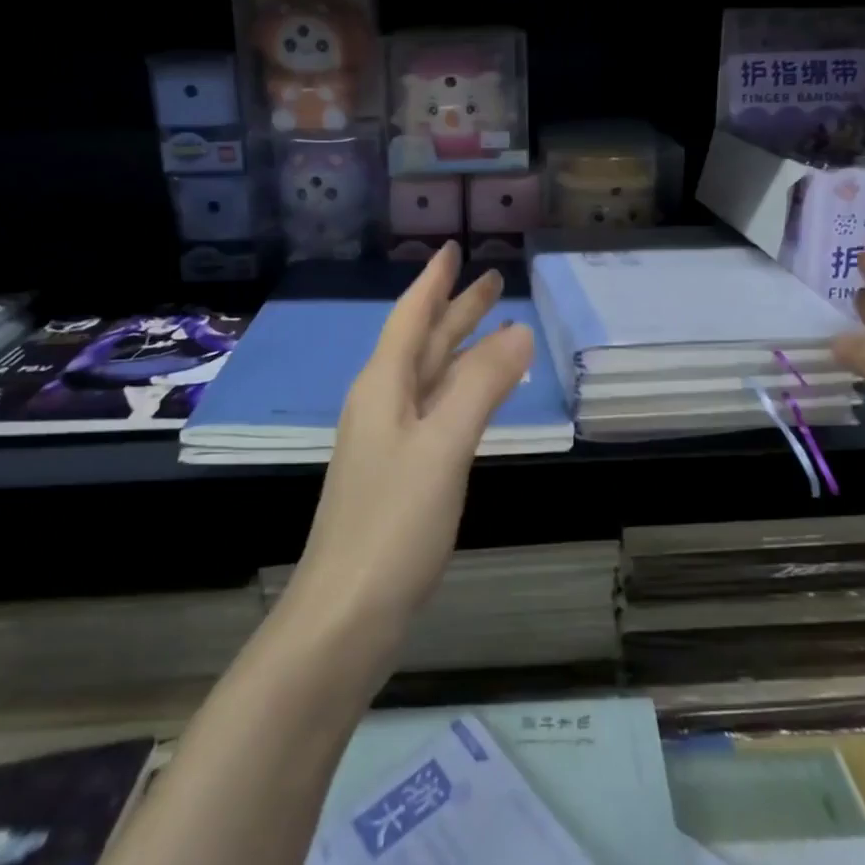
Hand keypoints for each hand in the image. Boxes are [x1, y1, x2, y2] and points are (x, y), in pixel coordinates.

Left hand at [286, 244, 533, 655]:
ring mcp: (389, 441)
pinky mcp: (401, 474)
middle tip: (492, 280)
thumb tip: (519, 330)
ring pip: (431, 378)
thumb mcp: (443, 446)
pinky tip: (477, 398)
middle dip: (456, 310)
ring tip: (495, 327)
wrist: (345, 616)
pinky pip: (437, 412)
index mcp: (383, 386)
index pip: (412, 317)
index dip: (434, 282)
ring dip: (461, 349)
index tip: (452, 248)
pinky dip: (462, 392)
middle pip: (424, 343)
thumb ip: (482, 386)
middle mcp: (382, 404)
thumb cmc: (392, 524)